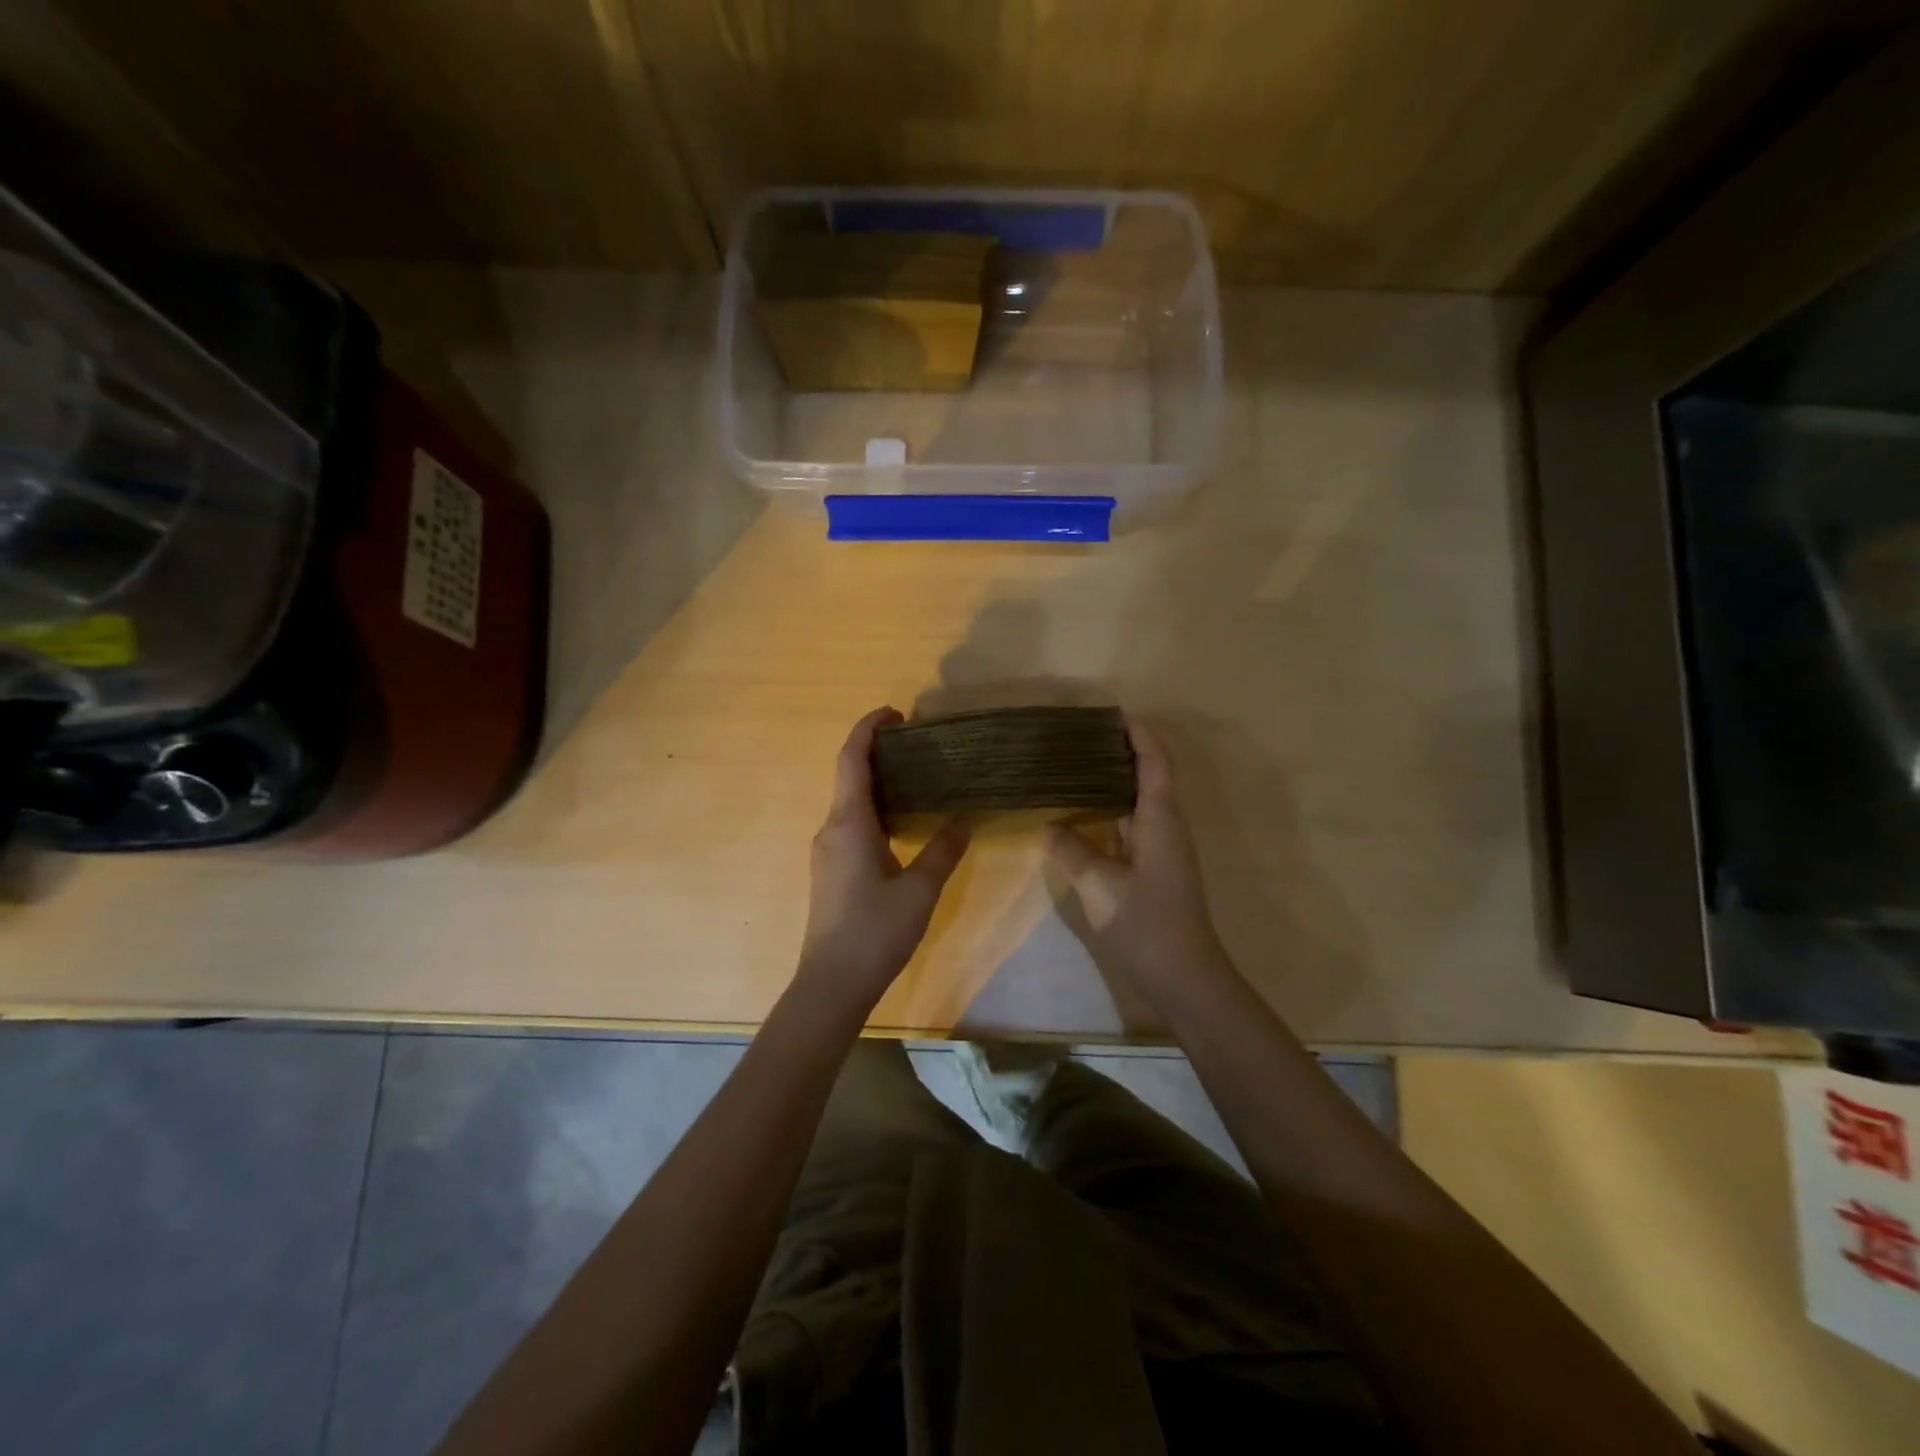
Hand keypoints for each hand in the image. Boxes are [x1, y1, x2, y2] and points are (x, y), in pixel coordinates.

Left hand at [798, 707, 970, 1010]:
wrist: (832, 983)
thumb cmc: (875, 932)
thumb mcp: (920, 889)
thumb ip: (943, 850)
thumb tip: (963, 819)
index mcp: (848, 823)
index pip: (852, 759)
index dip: (868, 728)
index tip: (895, 712)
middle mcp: (831, 829)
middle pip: (849, 775)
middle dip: (877, 751)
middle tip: (918, 744)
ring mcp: (827, 851)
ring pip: (850, 801)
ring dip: (877, 781)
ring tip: (916, 776)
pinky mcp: (830, 870)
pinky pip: (851, 823)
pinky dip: (874, 807)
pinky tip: (901, 820)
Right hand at [1045, 717, 1231, 1000]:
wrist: (1184, 975)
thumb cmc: (1145, 922)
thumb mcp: (1099, 884)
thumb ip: (1072, 850)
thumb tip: (1049, 826)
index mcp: (1159, 819)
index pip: (1154, 761)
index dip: (1138, 734)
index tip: (1113, 713)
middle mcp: (1165, 826)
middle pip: (1147, 776)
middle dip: (1120, 752)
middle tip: (1079, 739)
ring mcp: (1162, 849)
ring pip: (1138, 803)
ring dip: (1113, 783)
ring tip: (1074, 769)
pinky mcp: (1155, 869)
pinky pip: (1132, 826)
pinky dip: (1110, 813)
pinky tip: (1083, 816)